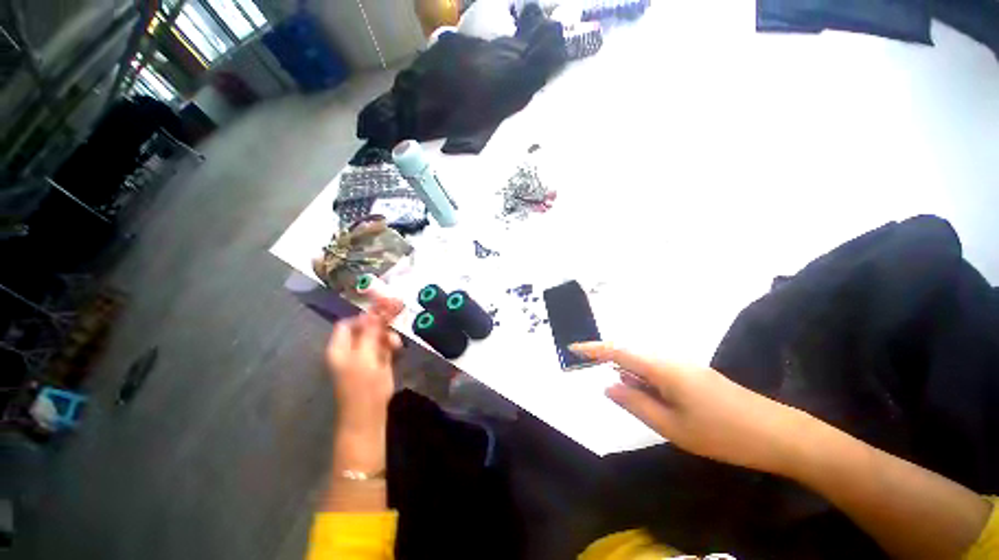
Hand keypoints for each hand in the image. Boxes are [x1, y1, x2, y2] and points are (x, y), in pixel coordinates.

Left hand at [326, 301, 402, 433]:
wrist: (369, 414)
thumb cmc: (363, 386)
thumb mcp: (366, 356)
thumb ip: (370, 333)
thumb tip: (374, 312)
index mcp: (340, 348)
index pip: (348, 324)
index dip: (364, 316)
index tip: (383, 310)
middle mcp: (351, 349)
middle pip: (365, 328)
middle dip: (380, 323)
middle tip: (397, 314)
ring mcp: (364, 356)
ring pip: (377, 336)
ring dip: (387, 335)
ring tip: (396, 343)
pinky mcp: (377, 363)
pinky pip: (383, 346)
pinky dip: (390, 344)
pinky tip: (397, 348)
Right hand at [572, 342, 809, 475]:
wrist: (777, 433)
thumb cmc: (721, 433)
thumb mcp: (671, 426)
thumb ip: (635, 403)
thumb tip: (608, 386)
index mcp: (661, 368)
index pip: (618, 351)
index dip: (593, 348)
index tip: (573, 348)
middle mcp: (670, 359)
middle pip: (630, 356)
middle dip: (611, 365)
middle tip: (603, 385)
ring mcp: (684, 366)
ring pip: (645, 366)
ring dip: (632, 378)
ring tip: (634, 401)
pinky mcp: (693, 375)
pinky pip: (659, 373)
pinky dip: (647, 383)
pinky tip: (653, 401)